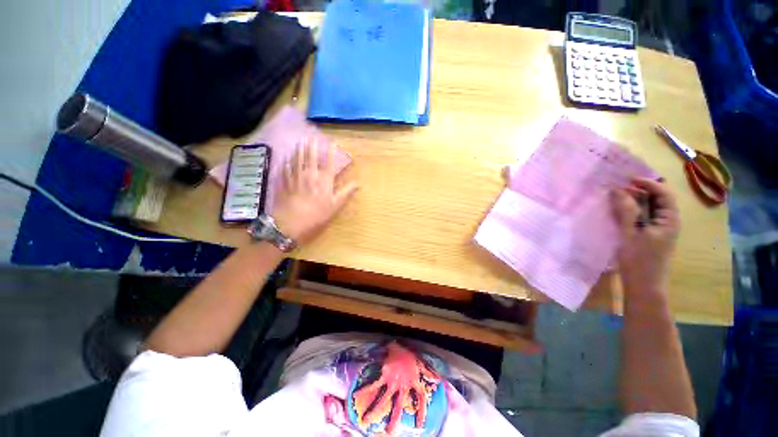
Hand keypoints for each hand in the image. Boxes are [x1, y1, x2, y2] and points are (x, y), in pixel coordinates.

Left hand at [272, 138, 357, 243]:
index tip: (332, 142)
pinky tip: (286, 158)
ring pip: (297, 160)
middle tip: (311, 136)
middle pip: (310, 157)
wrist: (291, 222)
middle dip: (312, 146)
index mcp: (324, 180)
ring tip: (300, 142)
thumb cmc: (317, 214)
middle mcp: (309, 175)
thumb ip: (346, 192)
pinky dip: (286, 162)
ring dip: (299, 150)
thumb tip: (358, 183)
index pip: (329, 162)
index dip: (331, 152)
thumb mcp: (335, 205)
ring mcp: (295, 177)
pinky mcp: (284, 183)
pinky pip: (285, 169)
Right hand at [611, 178, 679, 298]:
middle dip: (639, 190)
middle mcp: (668, 221)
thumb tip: (617, 189)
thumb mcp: (630, 234)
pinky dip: (632, 210)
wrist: (643, 286)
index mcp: (669, 219)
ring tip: (615, 196)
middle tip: (618, 186)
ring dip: (634, 200)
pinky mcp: (651, 235)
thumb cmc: (639, 260)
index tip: (627, 179)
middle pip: (658, 198)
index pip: (663, 193)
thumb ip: (625, 210)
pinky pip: (644, 216)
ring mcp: (660, 229)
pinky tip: (619, 211)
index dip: (647, 183)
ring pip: (650, 207)